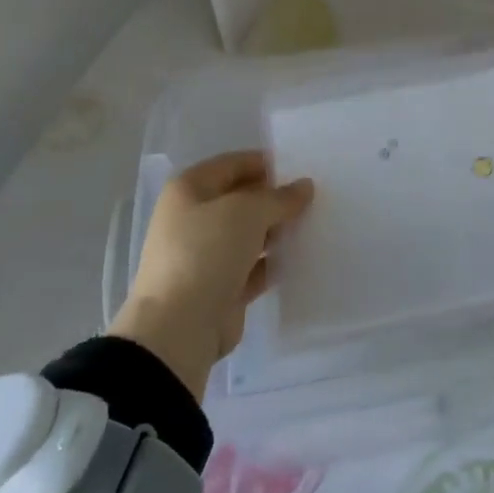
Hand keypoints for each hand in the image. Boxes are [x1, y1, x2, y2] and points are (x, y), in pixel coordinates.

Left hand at [109, 150, 312, 398]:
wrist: (178, 328)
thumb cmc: (206, 252)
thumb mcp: (248, 212)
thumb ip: (280, 197)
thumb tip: (304, 186)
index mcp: (189, 190)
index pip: (234, 164)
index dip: (267, 164)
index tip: (302, 169)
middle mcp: (193, 218)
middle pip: (242, 200)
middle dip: (275, 199)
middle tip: (315, 198)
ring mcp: (205, 255)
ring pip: (249, 234)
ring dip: (277, 230)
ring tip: (315, 224)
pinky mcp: (220, 287)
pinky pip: (253, 266)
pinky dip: (274, 261)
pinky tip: (302, 256)